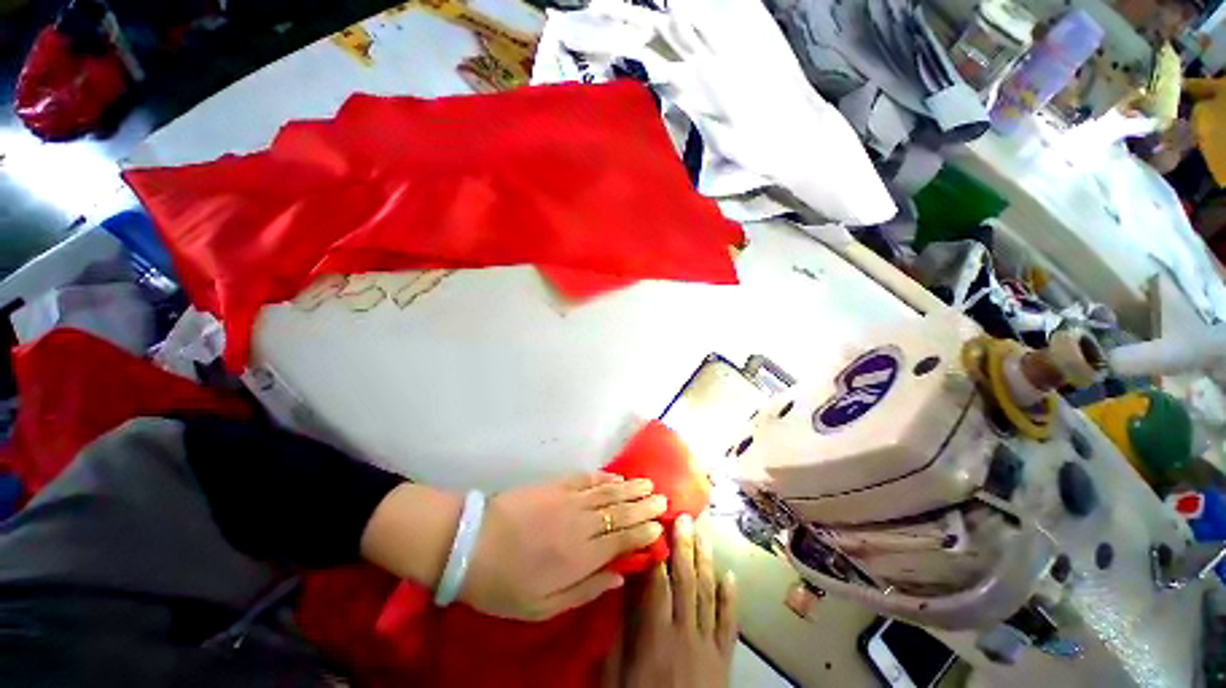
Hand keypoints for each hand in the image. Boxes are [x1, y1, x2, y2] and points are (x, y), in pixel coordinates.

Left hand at [461, 472, 667, 620]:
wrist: (471, 543)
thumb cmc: (505, 584)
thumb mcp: (543, 606)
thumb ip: (585, 590)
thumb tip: (618, 576)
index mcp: (580, 556)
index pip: (622, 540)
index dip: (643, 532)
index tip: (660, 526)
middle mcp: (581, 523)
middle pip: (620, 512)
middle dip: (644, 506)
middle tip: (663, 498)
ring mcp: (568, 499)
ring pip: (608, 492)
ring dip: (630, 488)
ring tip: (649, 483)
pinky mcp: (555, 485)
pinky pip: (587, 478)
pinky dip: (604, 477)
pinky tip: (616, 477)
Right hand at [623, 514, 736, 687]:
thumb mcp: (616, 678)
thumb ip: (617, 637)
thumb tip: (619, 595)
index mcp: (656, 638)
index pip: (658, 585)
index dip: (659, 553)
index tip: (658, 526)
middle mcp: (685, 634)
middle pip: (686, 582)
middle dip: (685, 546)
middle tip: (686, 516)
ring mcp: (708, 645)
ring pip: (708, 593)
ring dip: (706, 560)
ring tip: (705, 532)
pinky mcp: (724, 659)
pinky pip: (729, 623)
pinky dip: (730, 597)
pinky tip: (730, 574)